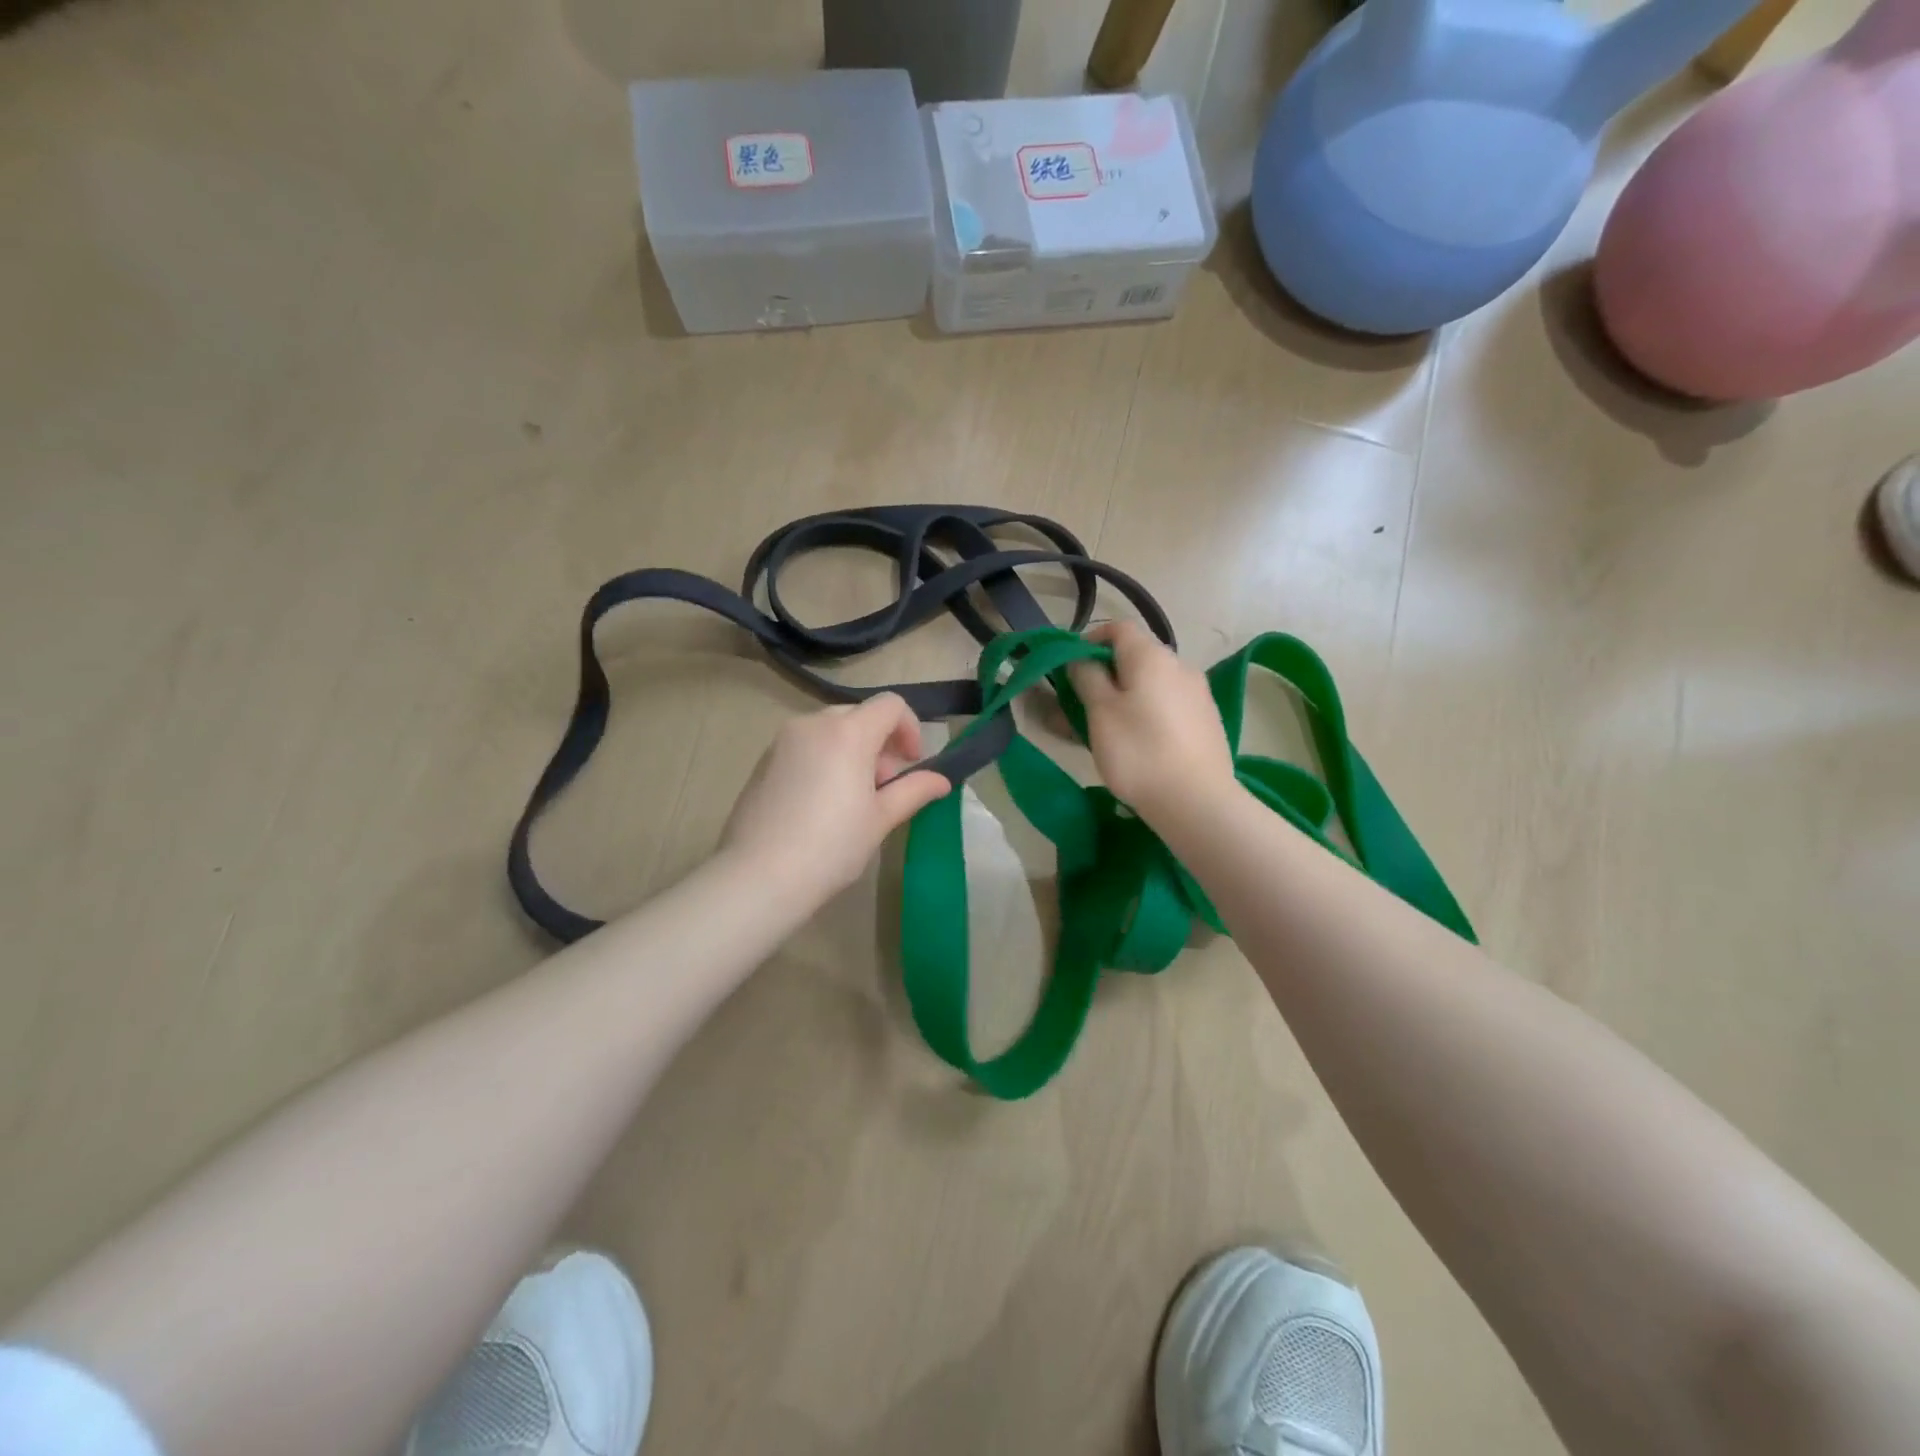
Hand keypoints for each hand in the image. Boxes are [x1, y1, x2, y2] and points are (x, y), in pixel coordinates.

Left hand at [719, 694, 949, 906]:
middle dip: (880, 743)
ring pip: (830, 730)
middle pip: (859, 715)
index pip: (890, 705)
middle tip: (884, 786)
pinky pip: (805, 746)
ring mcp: (782, 741)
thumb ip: (913, 790)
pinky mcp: (763, 760)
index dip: (910, 728)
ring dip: (852, 751)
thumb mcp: (881, 819)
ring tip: (852, 798)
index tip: (912, 763)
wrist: (759, 876)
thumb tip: (942, 780)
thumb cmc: (831, 846)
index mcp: (847, 733)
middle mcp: (812, 724)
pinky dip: (824, 759)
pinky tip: (820, 804)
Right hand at [1067, 620, 1238, 828]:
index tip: (1070, 667)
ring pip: (1150, 684)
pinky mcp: (1205, 720)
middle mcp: (1180, 665)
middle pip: (1135, 656)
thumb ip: (1087, 677)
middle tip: (1081, 704)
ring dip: (1124, 696)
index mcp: (1152, 656)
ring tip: (1104, 729)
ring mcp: (1197, 693)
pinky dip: (1146, 712)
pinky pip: (1167, 704)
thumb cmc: (1139, 752)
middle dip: (1104, 673)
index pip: (1118, 628)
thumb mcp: (1100, 712)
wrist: (1197, 802)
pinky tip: (1136, 742)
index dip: (1089, 640)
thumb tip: (1081, 659)